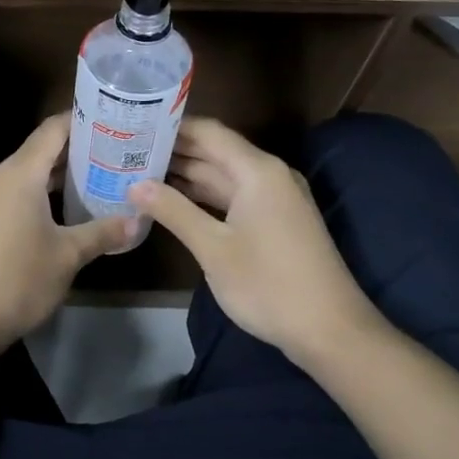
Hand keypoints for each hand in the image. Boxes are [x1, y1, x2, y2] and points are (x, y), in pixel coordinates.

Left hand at [0, 114, 132, 345]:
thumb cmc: (17, 279)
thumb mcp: (68, 255)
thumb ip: (102, 233)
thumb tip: (136, 221)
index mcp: (21, 173)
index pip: (55, 128)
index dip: (85, 120)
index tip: (117, 119)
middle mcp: (3, 176)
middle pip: (44, 148)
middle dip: (81, 147)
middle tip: (121, 149)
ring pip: (33, 172)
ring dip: (65, 172)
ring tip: (105, 174)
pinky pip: (23, 192)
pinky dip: (48, 191)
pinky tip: (73, 206)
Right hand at [129, 118, 372, 363]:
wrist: (330, 330)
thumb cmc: (269, 284)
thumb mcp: (213, 248)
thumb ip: (173, 211)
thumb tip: (135, 186)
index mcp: (258, 171)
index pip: (209, 132)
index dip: (172, 128)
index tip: (135, 128)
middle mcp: (269, 175)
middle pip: (215, 151)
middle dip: (174, 152)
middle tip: (128, 152)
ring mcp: (275, 198)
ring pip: (223, 176)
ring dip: (186, 175)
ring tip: (140, 173)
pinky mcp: (275, 220)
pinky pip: (234, 196)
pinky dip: (203, 197)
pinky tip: (173, 202)